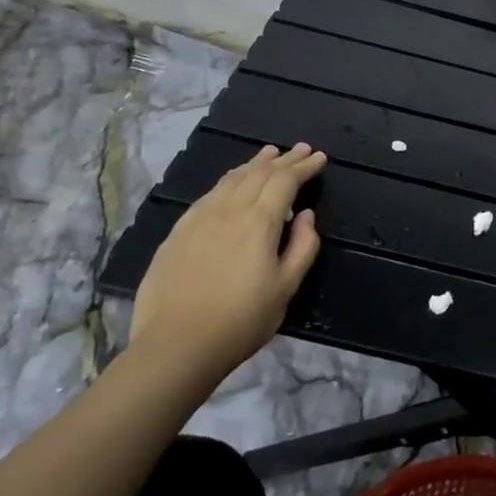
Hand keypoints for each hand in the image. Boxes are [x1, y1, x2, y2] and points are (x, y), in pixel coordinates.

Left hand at [129, 143, 326, 385]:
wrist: (176, 346)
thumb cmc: (241, 321)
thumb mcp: (286, 288)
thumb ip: (303, 246)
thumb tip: (307, 216)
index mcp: (259, 222)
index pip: (285, 181)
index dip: (304, 167)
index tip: (320, 157)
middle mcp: (229, 210)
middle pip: (259, 174)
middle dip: (284, 159)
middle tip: (302, 148)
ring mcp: (199, 219)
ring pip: (231, 179)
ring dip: (255, 164)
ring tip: (269, 154)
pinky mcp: (178, 232)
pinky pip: (209, 194)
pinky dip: (228, 180)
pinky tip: (231, 182)